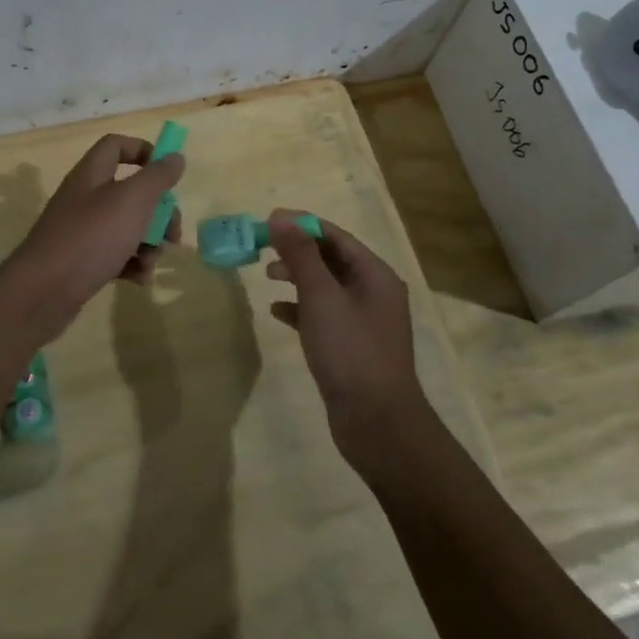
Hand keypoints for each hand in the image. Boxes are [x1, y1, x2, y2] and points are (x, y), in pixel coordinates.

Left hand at [0, 134, 185, 338]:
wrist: (42, 292)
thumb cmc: (91, 238)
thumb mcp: (131, 201)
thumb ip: (157, 177)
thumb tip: (175, 157)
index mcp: (92, 174)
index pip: (117, 146)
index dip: (144, 151)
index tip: (168, 174)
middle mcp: (85, 197)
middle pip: (130, 192)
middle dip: (158, 212)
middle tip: (172, 234)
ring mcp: (82, 230)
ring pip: (127, 226)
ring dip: (148, 243)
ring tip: (151, 262)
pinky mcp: (82, 260)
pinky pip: (115, 254)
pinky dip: (131, 264)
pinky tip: (139, 279)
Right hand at [264, 211, 423, 465]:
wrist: (376, 422)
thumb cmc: (350, 350)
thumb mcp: (321, 296)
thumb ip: (300, 255)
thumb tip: (280, 216)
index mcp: (375, 275)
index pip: (336, 236)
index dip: (302, 225)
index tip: (267, 220)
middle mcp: (373, 292)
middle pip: (331, 259)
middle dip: (297, 251)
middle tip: (262, 248)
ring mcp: (364, 321)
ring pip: (325, 287)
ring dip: (297, 277)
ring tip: (267, 275)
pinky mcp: (351, 346)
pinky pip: (323, 315)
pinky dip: (300, 308)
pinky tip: (277, 312)